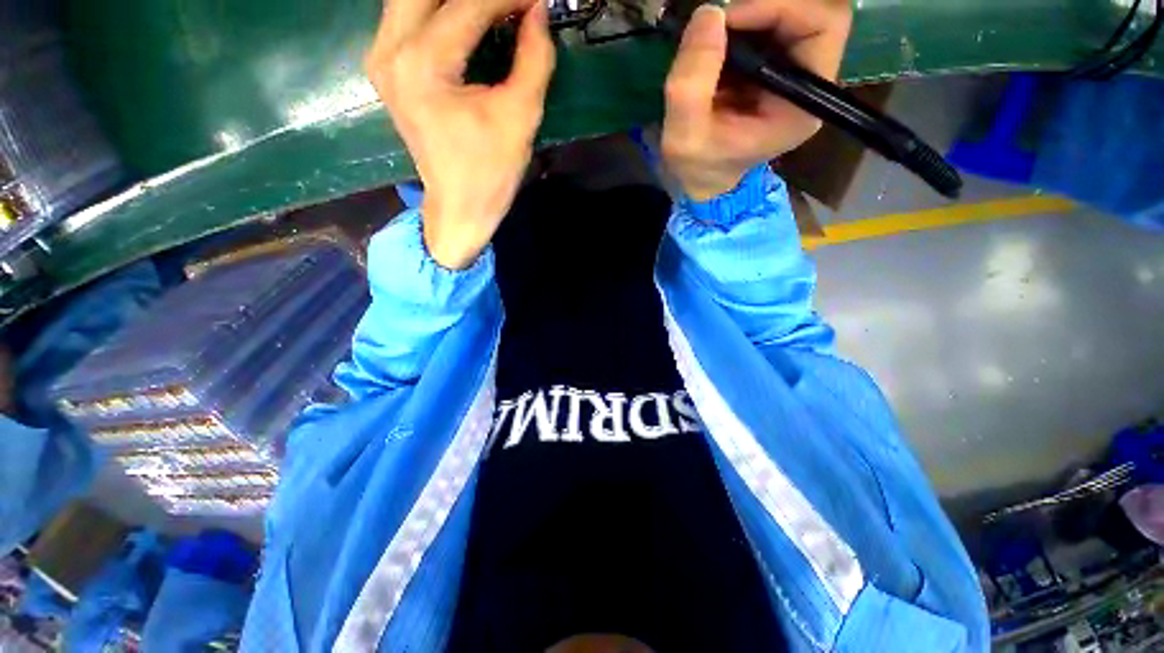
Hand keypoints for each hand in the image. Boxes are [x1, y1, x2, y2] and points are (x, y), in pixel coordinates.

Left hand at [366, 0, 555, 268]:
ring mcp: (381, 58)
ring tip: (493, 12)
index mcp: (423, 65)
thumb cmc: (490, 172)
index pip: (468, 6)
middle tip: (510, 6)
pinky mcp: (386, 68)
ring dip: (453, 1)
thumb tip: (539, 13)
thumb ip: (533, 59)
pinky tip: (467, 20)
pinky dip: (438, 10)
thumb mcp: (520, 118)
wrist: (459, 208)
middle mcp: (390, 51)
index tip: (536, 1)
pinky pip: (408, 16)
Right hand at [661, 0, 851, 199]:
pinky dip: (742, 27)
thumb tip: (709, 13)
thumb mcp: (685, 136)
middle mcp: (809, 86)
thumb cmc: (699, 166)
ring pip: (790, 17)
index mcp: (801, 106)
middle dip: (762, 9)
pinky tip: (717, 48)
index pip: (823, 27)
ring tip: (713, 39)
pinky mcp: (776, 71)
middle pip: (811, 14)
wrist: (703, 180)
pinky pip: (769, 28)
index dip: (779, 8)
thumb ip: (692, 82)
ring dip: (749, 17)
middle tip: (718, 24)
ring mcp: (794, 77)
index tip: (728, 19)